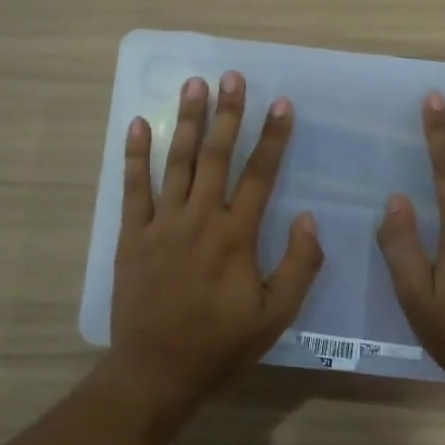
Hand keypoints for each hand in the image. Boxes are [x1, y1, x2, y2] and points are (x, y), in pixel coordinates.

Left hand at [109, 72, 323, 404]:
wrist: (158, 368)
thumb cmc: (221, 343)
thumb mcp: (276, 315)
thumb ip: (299, 266)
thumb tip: (310, 219)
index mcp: (236, 236)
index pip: (259, 175)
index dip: (273, 138)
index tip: (282, 104)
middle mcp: (200, 219)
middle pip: (216, 156)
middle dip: (227, 113)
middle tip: (232, 76)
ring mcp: (162, 224)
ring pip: (176, 162)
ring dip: (185, 121)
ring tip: (193, 85)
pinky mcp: (133, 235)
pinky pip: (133, 188)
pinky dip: (135, 156)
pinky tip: (137, 124)